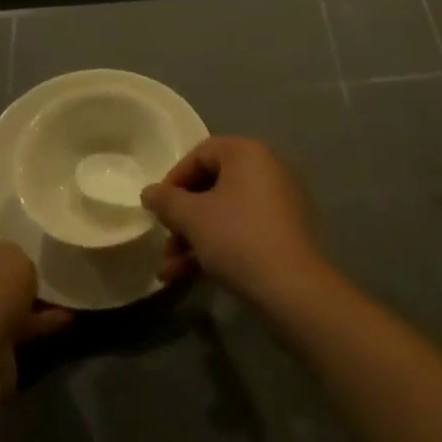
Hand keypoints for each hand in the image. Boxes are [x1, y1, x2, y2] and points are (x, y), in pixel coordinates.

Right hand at [140, 137, 323, 304]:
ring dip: (194, 238)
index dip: (174, 179)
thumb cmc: (237, 238)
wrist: (292, 289)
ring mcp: (278, 201)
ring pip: (224, 212)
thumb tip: (149, 192)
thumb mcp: (193, 218)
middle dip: (182, 217)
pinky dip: (216, 246)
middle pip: (212, 185)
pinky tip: (190, 275)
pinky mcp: (283, 232)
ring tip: (169, 270)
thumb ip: (166, 201)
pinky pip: (242, 229)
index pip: (200, 153)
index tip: (157, 208)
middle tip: (164, 241)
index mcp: (247, 152)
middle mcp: (265, 168)